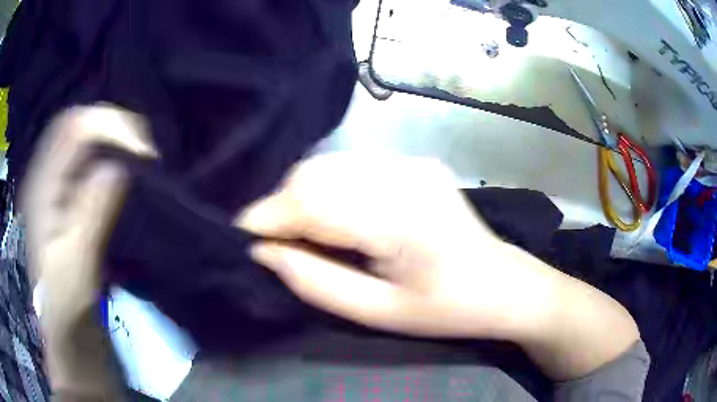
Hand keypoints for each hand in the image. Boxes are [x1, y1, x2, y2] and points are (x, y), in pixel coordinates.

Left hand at [22, 106, 155, 392]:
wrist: (70, 340)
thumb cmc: (69, 312)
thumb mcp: (76, 270)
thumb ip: (89, 216)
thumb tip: (118, 166)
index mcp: (42, 190)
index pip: (74, 128)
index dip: (110, 127)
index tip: (145, 156)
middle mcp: (47, 180)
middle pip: (79, 125)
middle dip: (115, 129)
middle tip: (146, 155)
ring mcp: (58, 191)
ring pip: (86, 142)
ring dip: (115, 143)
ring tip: (142, 162)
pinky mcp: (70, 205)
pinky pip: (92, 165)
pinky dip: (113, 161)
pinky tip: (129, 177)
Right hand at [236, 153, 552, 338]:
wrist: (502, 284)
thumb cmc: (446, 310)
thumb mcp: (378, 313)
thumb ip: (315, 283)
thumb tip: (264, 252)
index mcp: (401, 218)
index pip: (311, 202)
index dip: (266, 217)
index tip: (240, 238)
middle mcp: (404, 175)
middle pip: (315, 174)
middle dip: (280, 205)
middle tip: (271, 241)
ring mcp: (412, 162)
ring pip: (329, 165)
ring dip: (301, 195)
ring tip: (297, 232)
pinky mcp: (415, 162)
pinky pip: (352, 166)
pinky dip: (328, 188)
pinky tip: (333, 216)